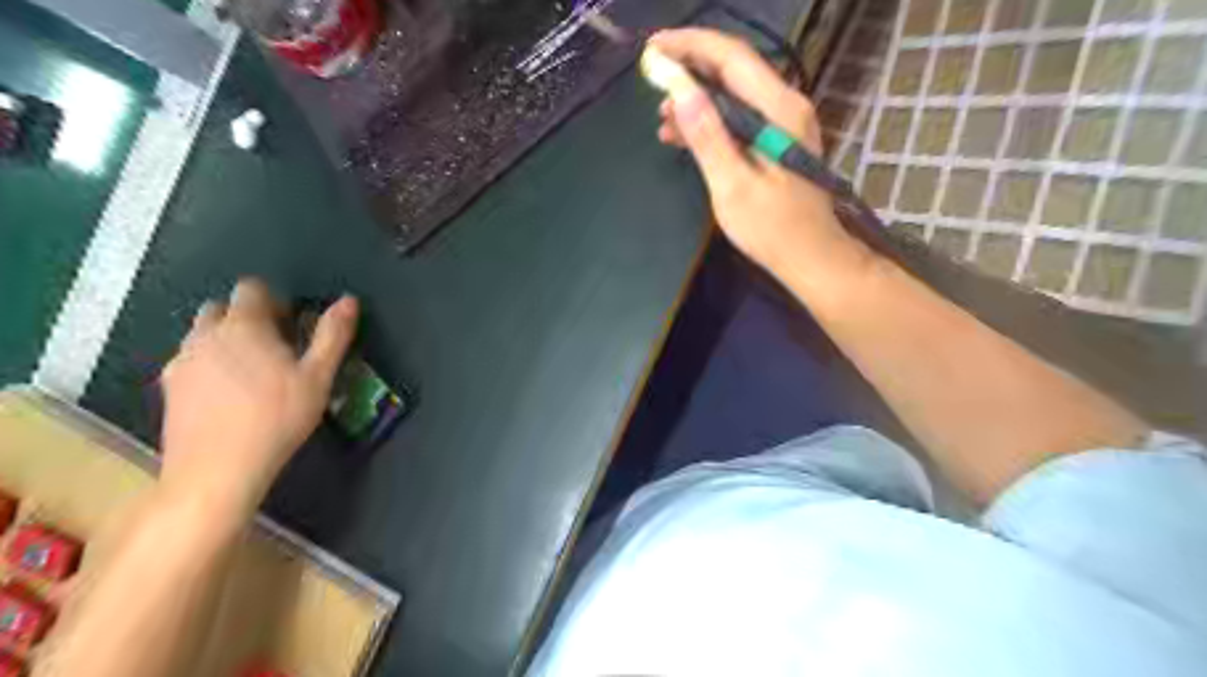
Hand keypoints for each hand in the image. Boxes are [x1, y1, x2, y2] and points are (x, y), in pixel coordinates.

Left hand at [153, 279, 354, 522]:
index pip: (251, 289)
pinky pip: (190, 360)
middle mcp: (205, 335)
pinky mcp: (168, 387)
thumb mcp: (318, 377)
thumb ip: (332, 335)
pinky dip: (208, 364)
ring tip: (252, 372)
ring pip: (202, 334)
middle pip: (221, 308)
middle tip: (274, 347)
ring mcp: (181, 361)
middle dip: (246, 317)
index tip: (291, 324)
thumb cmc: (277, 418)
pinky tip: (228, 395)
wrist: (216, 470)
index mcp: (243, 326)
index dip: (274, 300)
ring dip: (225, 339)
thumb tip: (349, 300)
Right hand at [652, 27, 867, 285]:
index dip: (690, 46)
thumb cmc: (772, 228)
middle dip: (689, 68)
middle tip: (650, 76)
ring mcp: (782, 123)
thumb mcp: (733, 185)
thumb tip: (680, 89)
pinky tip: (681, 136)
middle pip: (732, 70)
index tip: (652, 48)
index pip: (731, 57)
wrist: (810, 257)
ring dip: (695, 100)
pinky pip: (738, 118)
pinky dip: (709, 122)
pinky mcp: (776, 140)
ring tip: (661, 118)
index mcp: (779, 109)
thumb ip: (708, 136)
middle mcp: (785, 105)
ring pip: (732, 95)